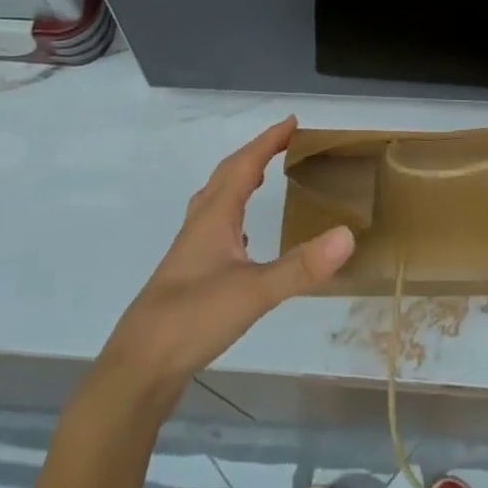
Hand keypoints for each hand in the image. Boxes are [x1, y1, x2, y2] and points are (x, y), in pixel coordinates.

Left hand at [100, 117, 354, 394]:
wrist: (139, 365)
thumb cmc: (194, 318)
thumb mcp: (254, 292)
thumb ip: (301, 266)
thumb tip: (347, 235)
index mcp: (215, 215)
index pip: (245, 164)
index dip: (268, 140)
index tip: (292, 122)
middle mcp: (201, 222)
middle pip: (228, 174)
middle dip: (255, 152)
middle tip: (283, 142)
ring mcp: (191, 248)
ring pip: (217, 198)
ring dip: (240, 179)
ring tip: (263, 176)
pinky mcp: (188, 272)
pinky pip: (214, 225)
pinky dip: (232, 214)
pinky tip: (241, 237)